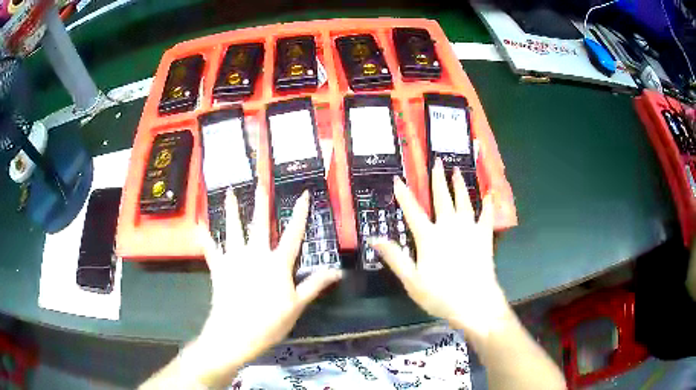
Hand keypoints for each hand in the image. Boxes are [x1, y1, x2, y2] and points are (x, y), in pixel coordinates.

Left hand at [192, 186, 341, 382]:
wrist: (236, 333)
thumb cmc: (270, 321)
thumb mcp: (297, 305)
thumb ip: (315, 285)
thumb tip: (338, 271)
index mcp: (277, 263)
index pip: (293, 234)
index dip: (300, 214)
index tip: (304, 195)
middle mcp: (255, 254)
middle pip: (259, 224)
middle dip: (262, 202)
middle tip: (261, 183)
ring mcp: (234, 259)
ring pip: (233, 229)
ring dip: (231, 210)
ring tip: (229, 192)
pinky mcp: (219, 268)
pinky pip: (210, 248)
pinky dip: (204, 236)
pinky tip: (199, 223)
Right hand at [370, 159, 509, 338]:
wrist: (474, 302)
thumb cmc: (440, 294)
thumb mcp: (411, 280)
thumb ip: (395, 257)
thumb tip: (375, 239)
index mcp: (429, 237)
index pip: (413, 211)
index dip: (404, 195)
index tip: (399, 179)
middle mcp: (449, 227)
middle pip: (442, 198)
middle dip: (438, 179)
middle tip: (437, 161)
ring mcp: (469, 230)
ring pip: (464, 201)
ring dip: (459, 185)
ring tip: (457, 170)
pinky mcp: (484, 237)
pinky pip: (486, 216)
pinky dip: (488, 204)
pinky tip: (489, 194)